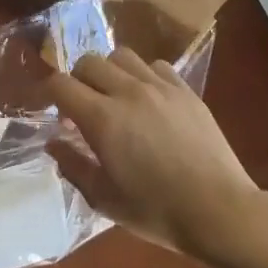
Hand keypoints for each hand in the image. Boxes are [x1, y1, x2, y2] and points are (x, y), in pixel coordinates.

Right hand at [47, 48, 260, 258]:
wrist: (218, 210)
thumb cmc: (156, 211)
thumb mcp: (104, 199)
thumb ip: (74, 166)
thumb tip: (53, 143)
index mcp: (103, 119)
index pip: (61, 84)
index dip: (49, 93)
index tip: (52, 111)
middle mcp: (129, 92)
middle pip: (89, 62)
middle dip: (77, 80)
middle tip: (82, 107)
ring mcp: (160, 87)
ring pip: (122, 56)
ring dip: (109, 72)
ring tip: (115, 97)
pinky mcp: (186, 90)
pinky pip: (156, 66)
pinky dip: (143, 75)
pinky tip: (148, 99)